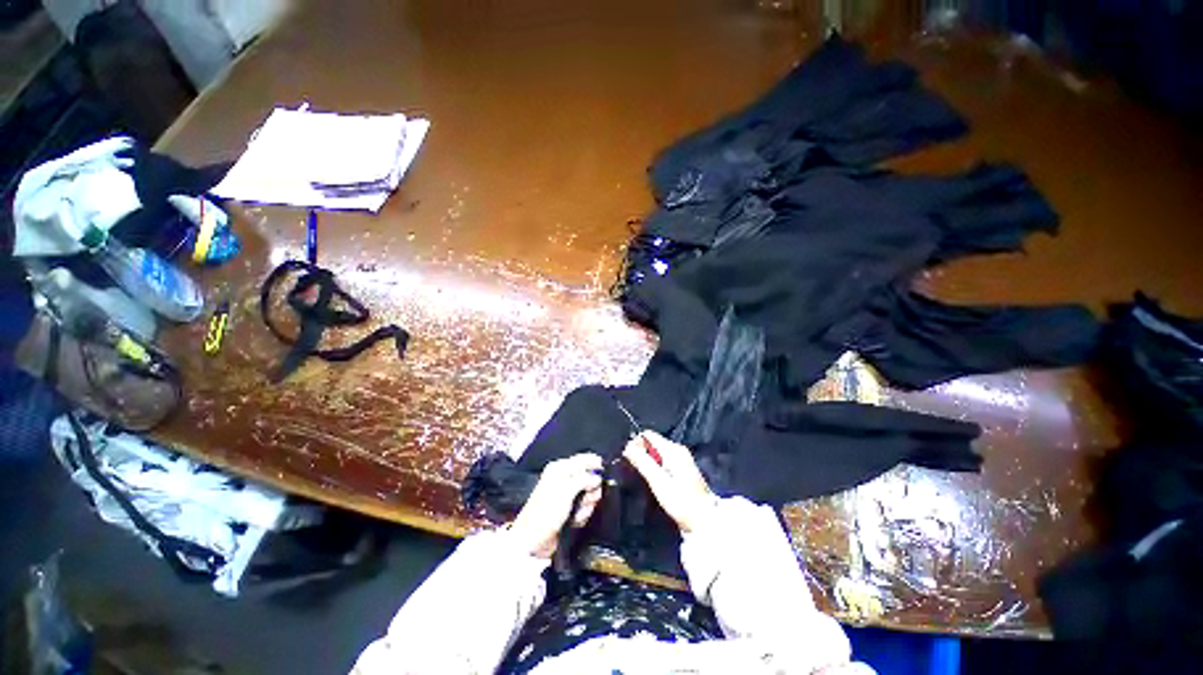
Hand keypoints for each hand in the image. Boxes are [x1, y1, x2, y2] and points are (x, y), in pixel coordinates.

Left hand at [509, 453, 602, 558]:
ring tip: (578, 512)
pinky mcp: (568, 509)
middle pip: (589, 477)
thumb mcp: (566, 490)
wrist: (533, 542)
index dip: (595, 464)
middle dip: (591, 490)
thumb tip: (597, 477)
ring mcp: (566, 495)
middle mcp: (563, 479)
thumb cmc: (544, 513)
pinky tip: (575, 520)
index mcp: (560, 468)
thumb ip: (584, 480)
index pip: (582, 459)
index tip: (604, 472)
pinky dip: (582, 514)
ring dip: (587, 505)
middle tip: (588, 499)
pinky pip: (584, 507)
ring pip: (588, 494)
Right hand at [623, 431, 716, 532]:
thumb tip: (627, 446)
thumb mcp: (658, 481)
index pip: (648, 435)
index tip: (628, 458)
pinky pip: (664, 460)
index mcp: (672, 449)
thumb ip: (642, 462)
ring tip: (642, 475)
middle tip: (633, 469)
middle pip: (653, 442)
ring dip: (648, 460)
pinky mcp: (684, 469)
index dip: (636, 443)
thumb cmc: (680, 501)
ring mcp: (683, 459)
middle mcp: (678, 450)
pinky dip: (656, 466)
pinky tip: (654, 479)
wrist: (704, 519)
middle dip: (641, 452)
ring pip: (658, 452)